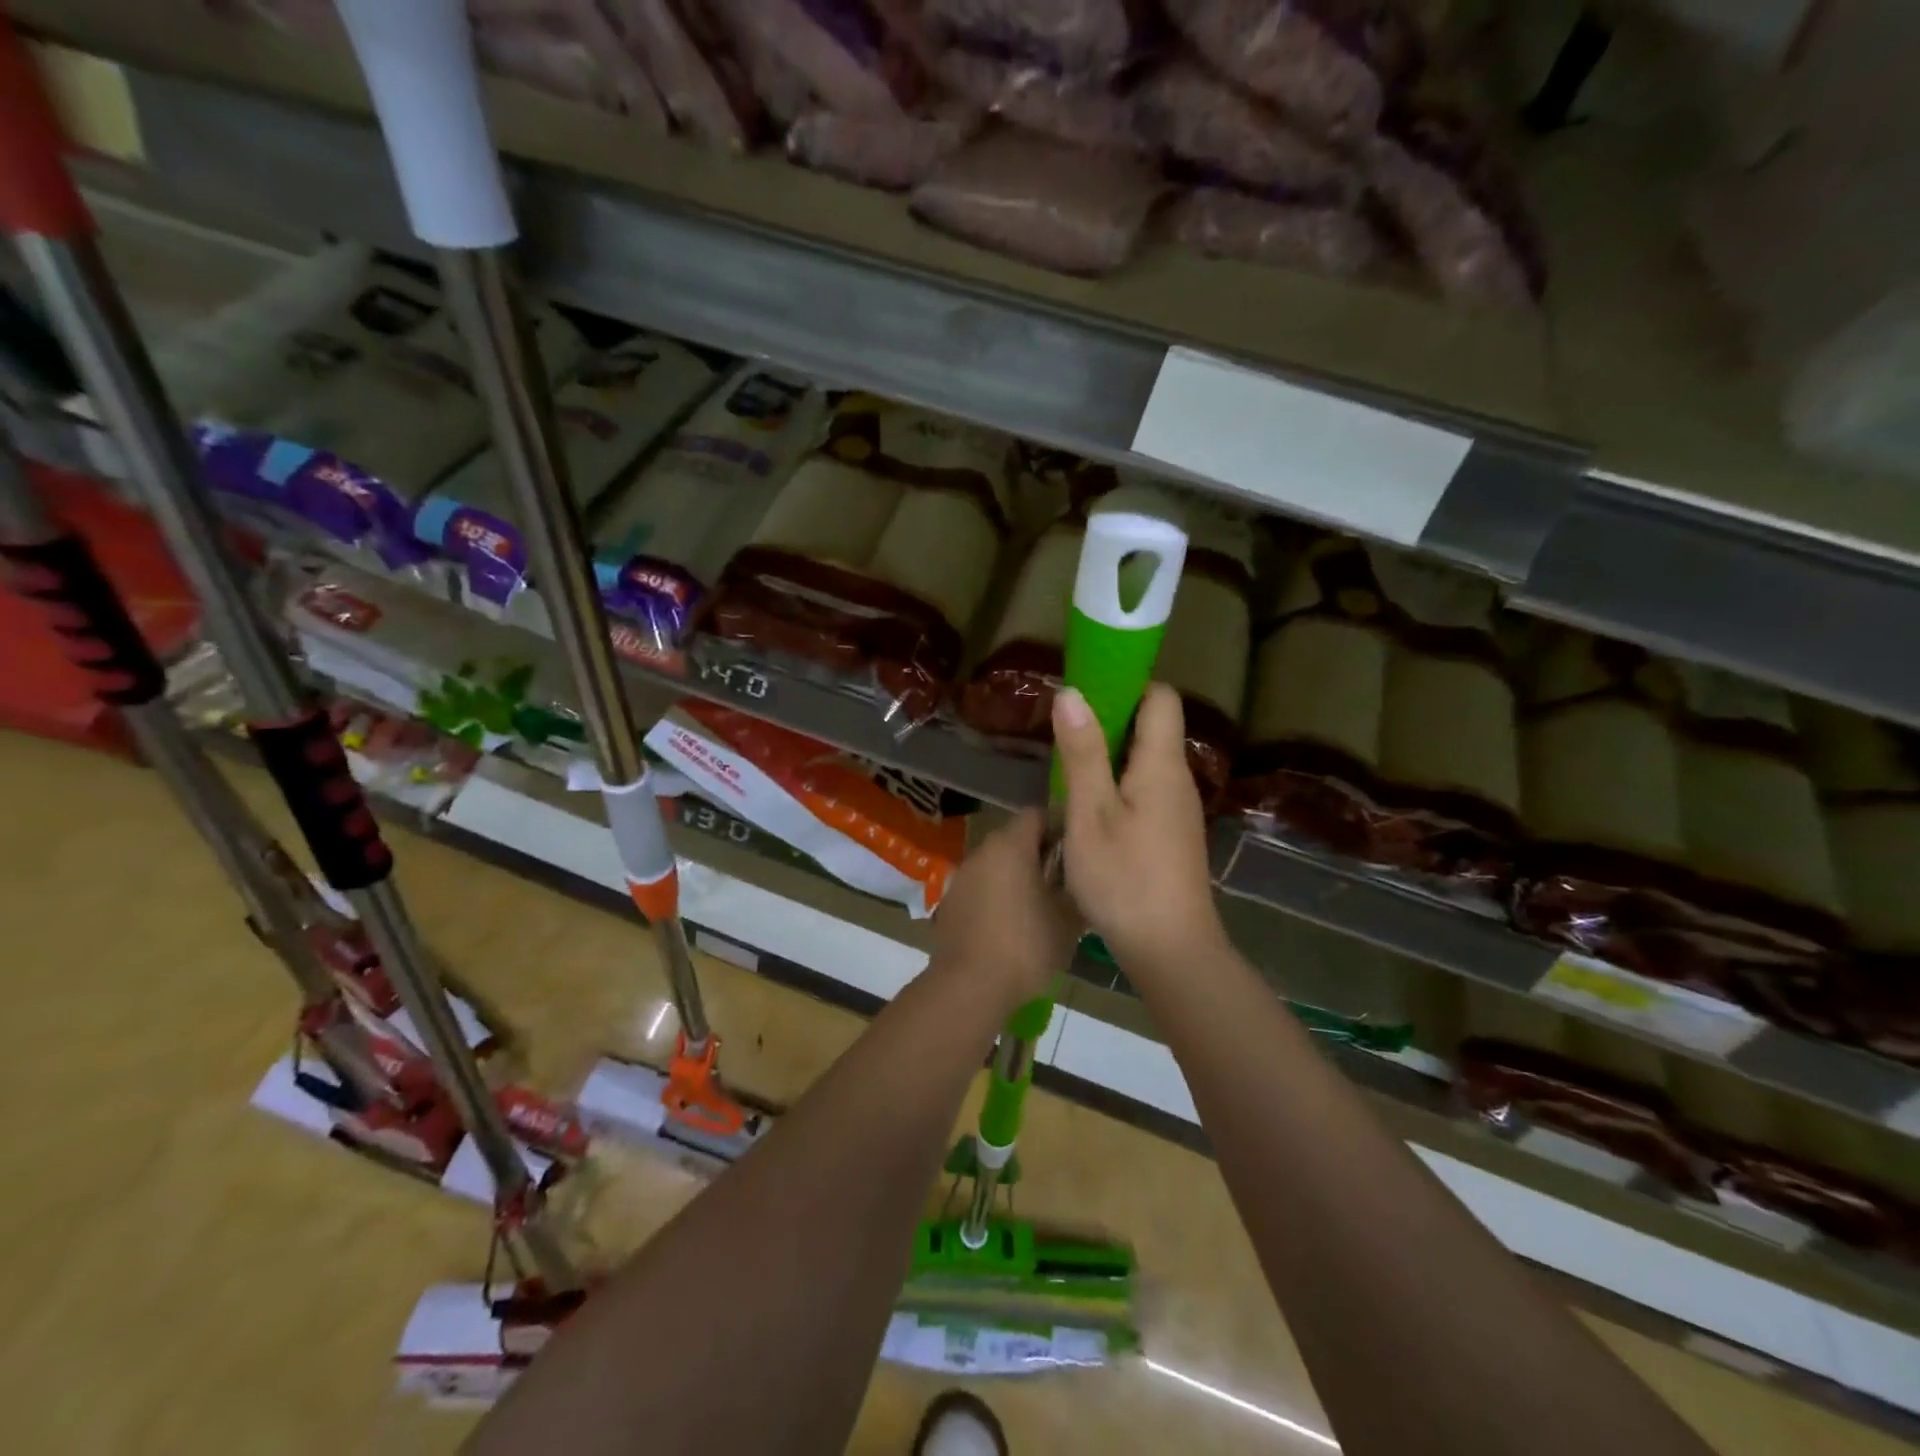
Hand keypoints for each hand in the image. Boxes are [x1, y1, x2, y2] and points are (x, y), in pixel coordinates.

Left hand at [932, 809, 1079, 1011]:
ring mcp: (962, 877)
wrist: (969, 987)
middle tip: (1065, 879)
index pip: (1037, 815)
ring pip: (997, 864)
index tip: (1078, 848)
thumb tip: (1082, 876)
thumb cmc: (1026, 946)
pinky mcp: (950, 903)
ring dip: (1017, 875)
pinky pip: (981, 888)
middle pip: (1015, 838)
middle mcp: (982, 852)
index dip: (1060, 826)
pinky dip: (997, 896)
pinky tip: (1011, 925)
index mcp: (1010, 846)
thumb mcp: (1068, 919)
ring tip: (1041, 904)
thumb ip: (1076, 887)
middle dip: (1040, 853)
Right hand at [1052, 683, 1226, 975]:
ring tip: (1067, 767)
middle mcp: (1177, 779)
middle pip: (1152, 727)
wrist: (1170, 950)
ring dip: (1109, 755)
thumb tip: (1072, 692)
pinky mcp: (1171, 834)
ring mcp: (1178, 809)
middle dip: (1109, 719)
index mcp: (1162, 765)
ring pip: (1145, 762)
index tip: (1085, 689)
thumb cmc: (1125, 878)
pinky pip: (1145, 790)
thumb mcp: (1091, 813)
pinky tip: (1088, 808)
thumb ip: (1083, 752)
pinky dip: (1117, 785)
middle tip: (1063, 730)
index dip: (1126, 683)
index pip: (1160, 697)